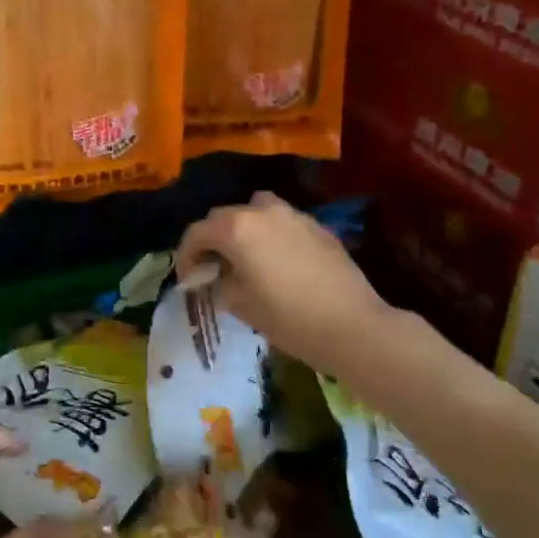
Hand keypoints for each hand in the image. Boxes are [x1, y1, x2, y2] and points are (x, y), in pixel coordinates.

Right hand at [175, 192, 391, 372]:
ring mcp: (293, 215)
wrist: (352, 326)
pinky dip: (270, 235)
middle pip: (224, 217)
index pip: (197, 232)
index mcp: (237, 228)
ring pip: (255, 211)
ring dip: (243, 229)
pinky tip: (277, 263)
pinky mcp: (317, 226)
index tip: (188, 278)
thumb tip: (212, 277)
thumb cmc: (288, 318)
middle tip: (212, 268)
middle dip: (212, 240)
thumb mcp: (240, 305)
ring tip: (245, 258)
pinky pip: (282, 223)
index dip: (186, 255)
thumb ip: (218, 283)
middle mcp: (262, 211)